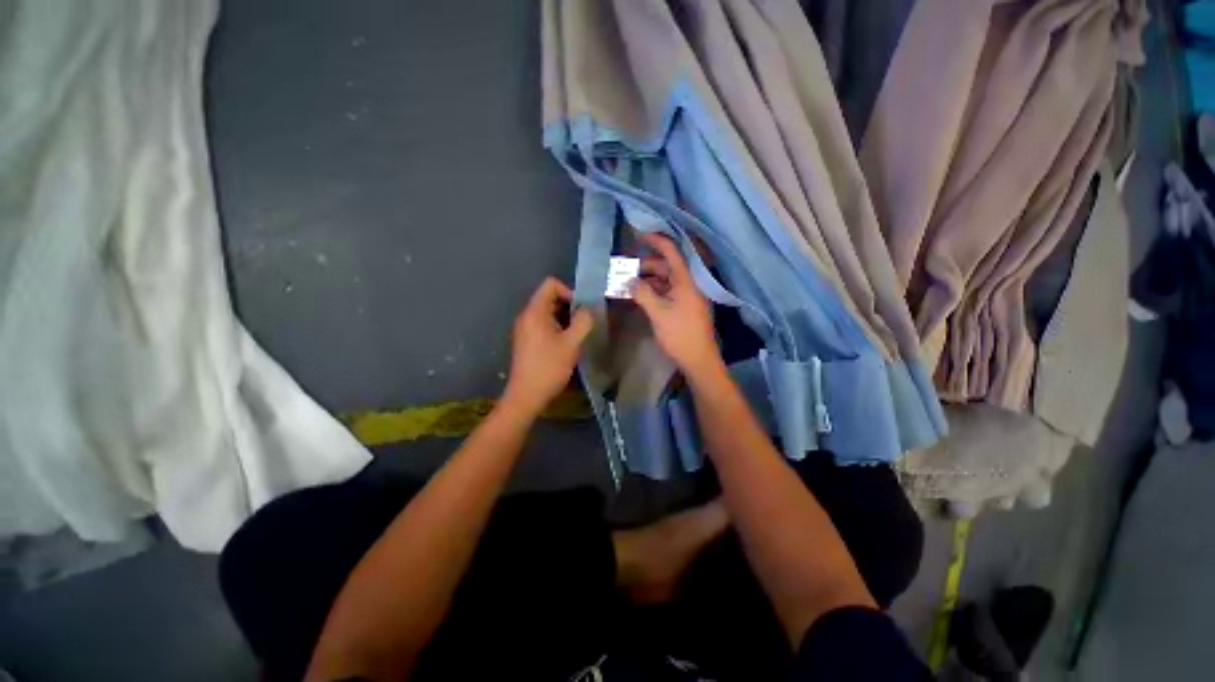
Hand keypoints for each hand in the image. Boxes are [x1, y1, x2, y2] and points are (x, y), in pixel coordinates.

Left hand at [502, 277, 593, 416]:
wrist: (526, 395)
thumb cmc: (549, 367)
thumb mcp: (572, 343)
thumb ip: (583, 322)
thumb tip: (589, 309)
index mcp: (535, 312)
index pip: (550, 284)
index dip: (569, 291)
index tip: (581, 310)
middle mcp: (527, 316)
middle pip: (549, 297)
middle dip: (569, 306)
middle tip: (583, 323)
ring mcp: (525, 328)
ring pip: (548, 312)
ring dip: (565, 318)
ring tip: (577, 335)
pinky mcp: (526, 340)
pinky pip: (543, 324)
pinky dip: (557, 327)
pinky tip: (566, 344)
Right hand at [632, 234, 720, 374]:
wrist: (699, 359)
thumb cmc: (680, 334)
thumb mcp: (658, 313)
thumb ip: (642, 293)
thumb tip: (628, 281)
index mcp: (686, 280)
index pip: (671, 251)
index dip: (655, 240)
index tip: (638, 236)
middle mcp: (689, 283)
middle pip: (666, 266)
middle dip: (645, 265)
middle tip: (625, 269)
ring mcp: (687, 295)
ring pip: (665, 279)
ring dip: (647, 280)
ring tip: (628, 283)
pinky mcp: (685, 306)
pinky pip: (667, 291)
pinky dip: (653, 291)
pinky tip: (639, 295)